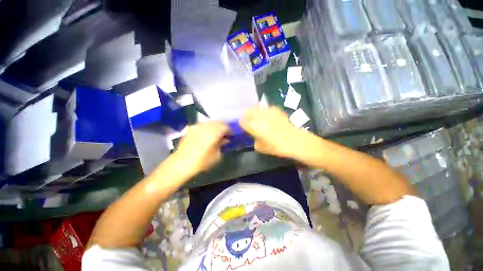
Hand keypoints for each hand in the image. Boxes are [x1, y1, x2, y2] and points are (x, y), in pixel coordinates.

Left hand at [175, 122, 229, 174]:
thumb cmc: (202, 161)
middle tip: (224, 134)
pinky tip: (206, 133)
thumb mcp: (216, 155)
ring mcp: (197, 126)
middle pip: (218, 122)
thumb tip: (225, 139)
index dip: (229, 130)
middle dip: (223, 127)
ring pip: (210, 122)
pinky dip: (207, 127)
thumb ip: (222, 144)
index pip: (225, 126)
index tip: (231, 135)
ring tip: (215, 133)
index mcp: (214, 132)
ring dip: (215, 126)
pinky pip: (202, 124)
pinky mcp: (191, 128)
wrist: (182, 162)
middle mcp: (206, 126)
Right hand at [239, 106, 306, 158]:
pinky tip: (266, 116)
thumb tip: (254, 135)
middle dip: (245, 115)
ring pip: (256, 107)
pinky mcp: (276, 110)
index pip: (241, 120)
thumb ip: (254, 139)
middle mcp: (259, 116)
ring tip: (256, 117)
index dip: (241, 123)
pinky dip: (263, 111)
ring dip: (253, 111)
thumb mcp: (261, 147)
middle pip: (247, 111)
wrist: (296, 141)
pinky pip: (265, 108)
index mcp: (253, 125)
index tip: (243, 127)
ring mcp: (268, 111)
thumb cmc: (277, 147)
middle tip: (247, 121)